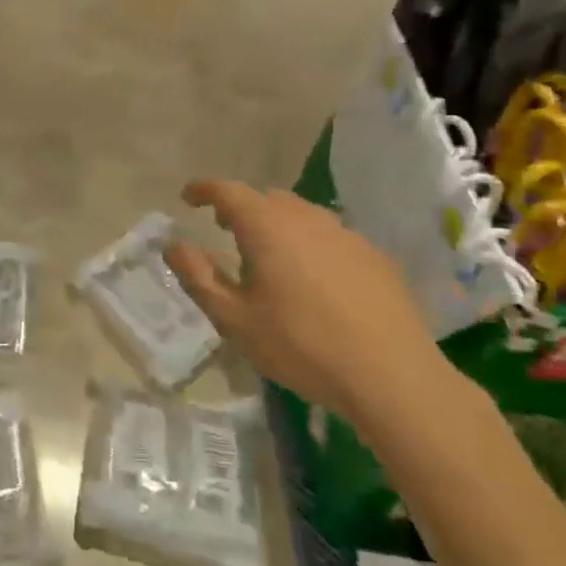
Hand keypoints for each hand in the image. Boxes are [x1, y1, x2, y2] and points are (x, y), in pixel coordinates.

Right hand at [164, 182, 459, 432]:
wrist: (392, 376)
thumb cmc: (301, 345)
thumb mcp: (234, 319)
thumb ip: (198, 276)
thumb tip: (174, 244)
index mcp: (267, 226)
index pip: (227, 191)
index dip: (203, 190)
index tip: (188, 198)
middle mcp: (306, 218)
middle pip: (266, 198)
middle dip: (241, 208)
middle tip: (225, 230)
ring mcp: (346, 234)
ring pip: (301, 215)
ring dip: (277, 224)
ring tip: (269, 255)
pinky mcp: (375, 257)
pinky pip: (331, 236)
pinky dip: (310, 243)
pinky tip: (315, 279)